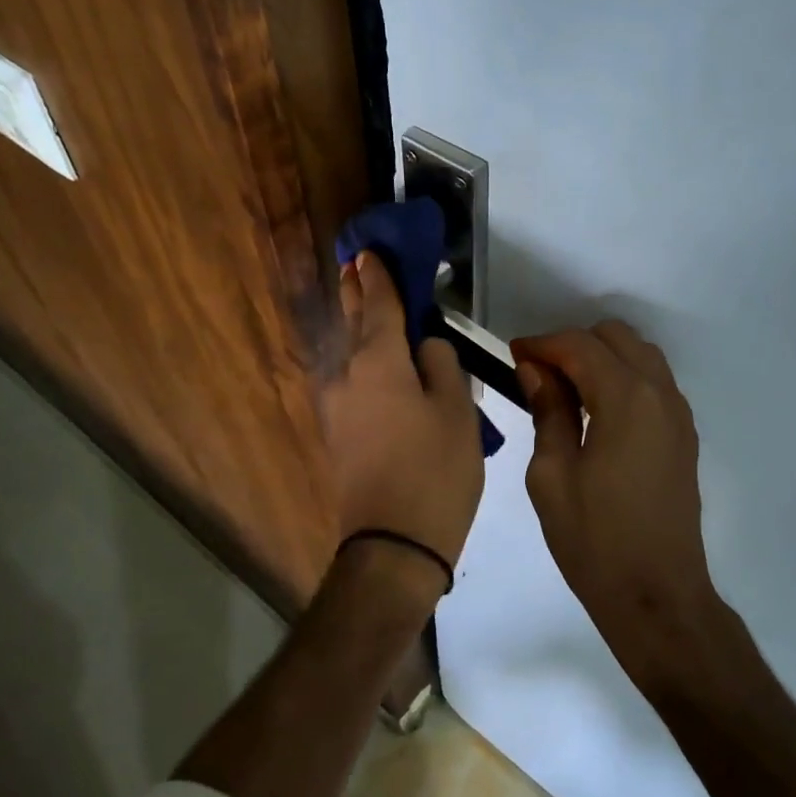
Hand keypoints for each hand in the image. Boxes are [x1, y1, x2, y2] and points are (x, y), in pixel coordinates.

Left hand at [321, 251, 484, 566]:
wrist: (393, 545)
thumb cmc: (435, 472)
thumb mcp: (457, 411)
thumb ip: (442, 365)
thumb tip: (426, 347)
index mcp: (379, 363)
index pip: (379, 305)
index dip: (378, 276)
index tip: (369, 251)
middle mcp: (348, 376)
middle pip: (354, 323)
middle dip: (357, 293)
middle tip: (355, 265)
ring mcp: (338, 407)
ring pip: (350, 354)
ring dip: (359, 327)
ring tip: (367, 305)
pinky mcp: (339, 434)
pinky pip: (353, 381)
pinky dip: (363, 360)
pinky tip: (375, 361)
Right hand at [512, 323, 720, 659]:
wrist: (656, 595)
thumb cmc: (593, 539)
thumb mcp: (551, 475)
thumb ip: (548, 410)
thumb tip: (537, 369)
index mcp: (626, 398)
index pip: (580, 345)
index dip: (542, 344)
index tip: (513, 355)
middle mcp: (660, 393)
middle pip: (615, 337)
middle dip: (573, 344)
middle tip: (539, 374)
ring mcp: (678, 414)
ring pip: (640, 354)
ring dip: (601, 358)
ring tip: (566, 391)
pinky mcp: (684, 435)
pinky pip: (654, 382)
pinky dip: (623, 377)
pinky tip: (596, 411)